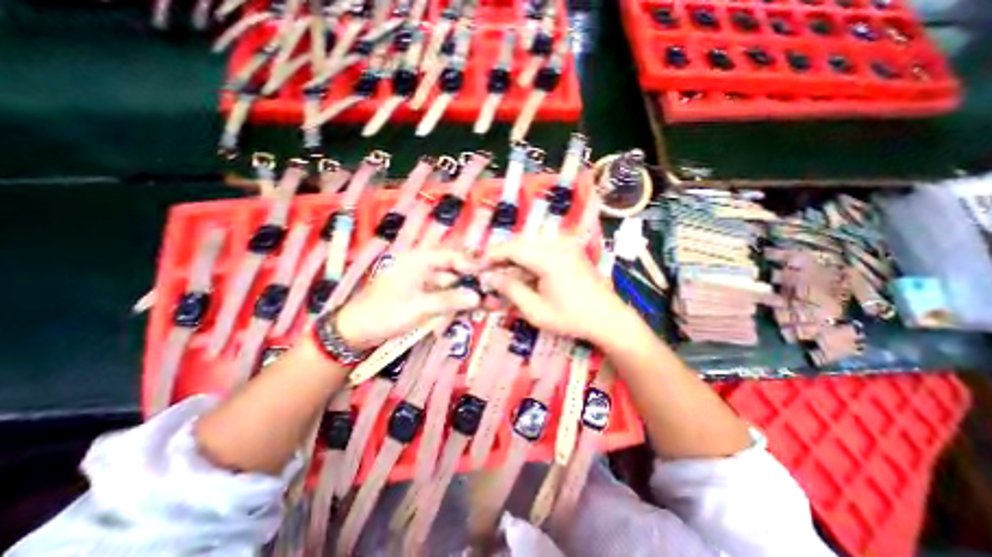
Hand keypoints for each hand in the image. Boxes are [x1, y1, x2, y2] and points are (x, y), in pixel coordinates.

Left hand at [337, 251, 483, 349]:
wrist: (355, 331)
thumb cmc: (384, 315)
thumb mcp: (419, 308)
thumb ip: (449, 300)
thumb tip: (477, 297)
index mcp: (416, 260)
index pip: (450, 255)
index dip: (470, 264)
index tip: (488, 276)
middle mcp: (420, 265)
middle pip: (451, 267)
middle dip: (469, 279)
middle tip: (487, 291)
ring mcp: (419, 279)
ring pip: (448, 281)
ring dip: (462, 291)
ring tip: (481, 301)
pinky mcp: (418, 291)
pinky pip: (440, 291)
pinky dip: (452, 298)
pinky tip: (465, 307)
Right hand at [483, 238, 634, 344]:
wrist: (608, 318)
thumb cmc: (572, 318)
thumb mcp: (536, 310)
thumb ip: (511, 290)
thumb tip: (490, 277)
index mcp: (549, 258)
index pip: (512, 248)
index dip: (491, 255)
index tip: (477, 265)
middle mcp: (558, 245)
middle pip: (520, 244)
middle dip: (501, 258)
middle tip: (488, 273)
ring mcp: (566, 245)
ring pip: (529, 246)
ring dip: (514, 260)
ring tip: (503, 277)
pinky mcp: (569, 250)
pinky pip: (541, 250)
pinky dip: (528, 261)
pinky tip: (523, 275)